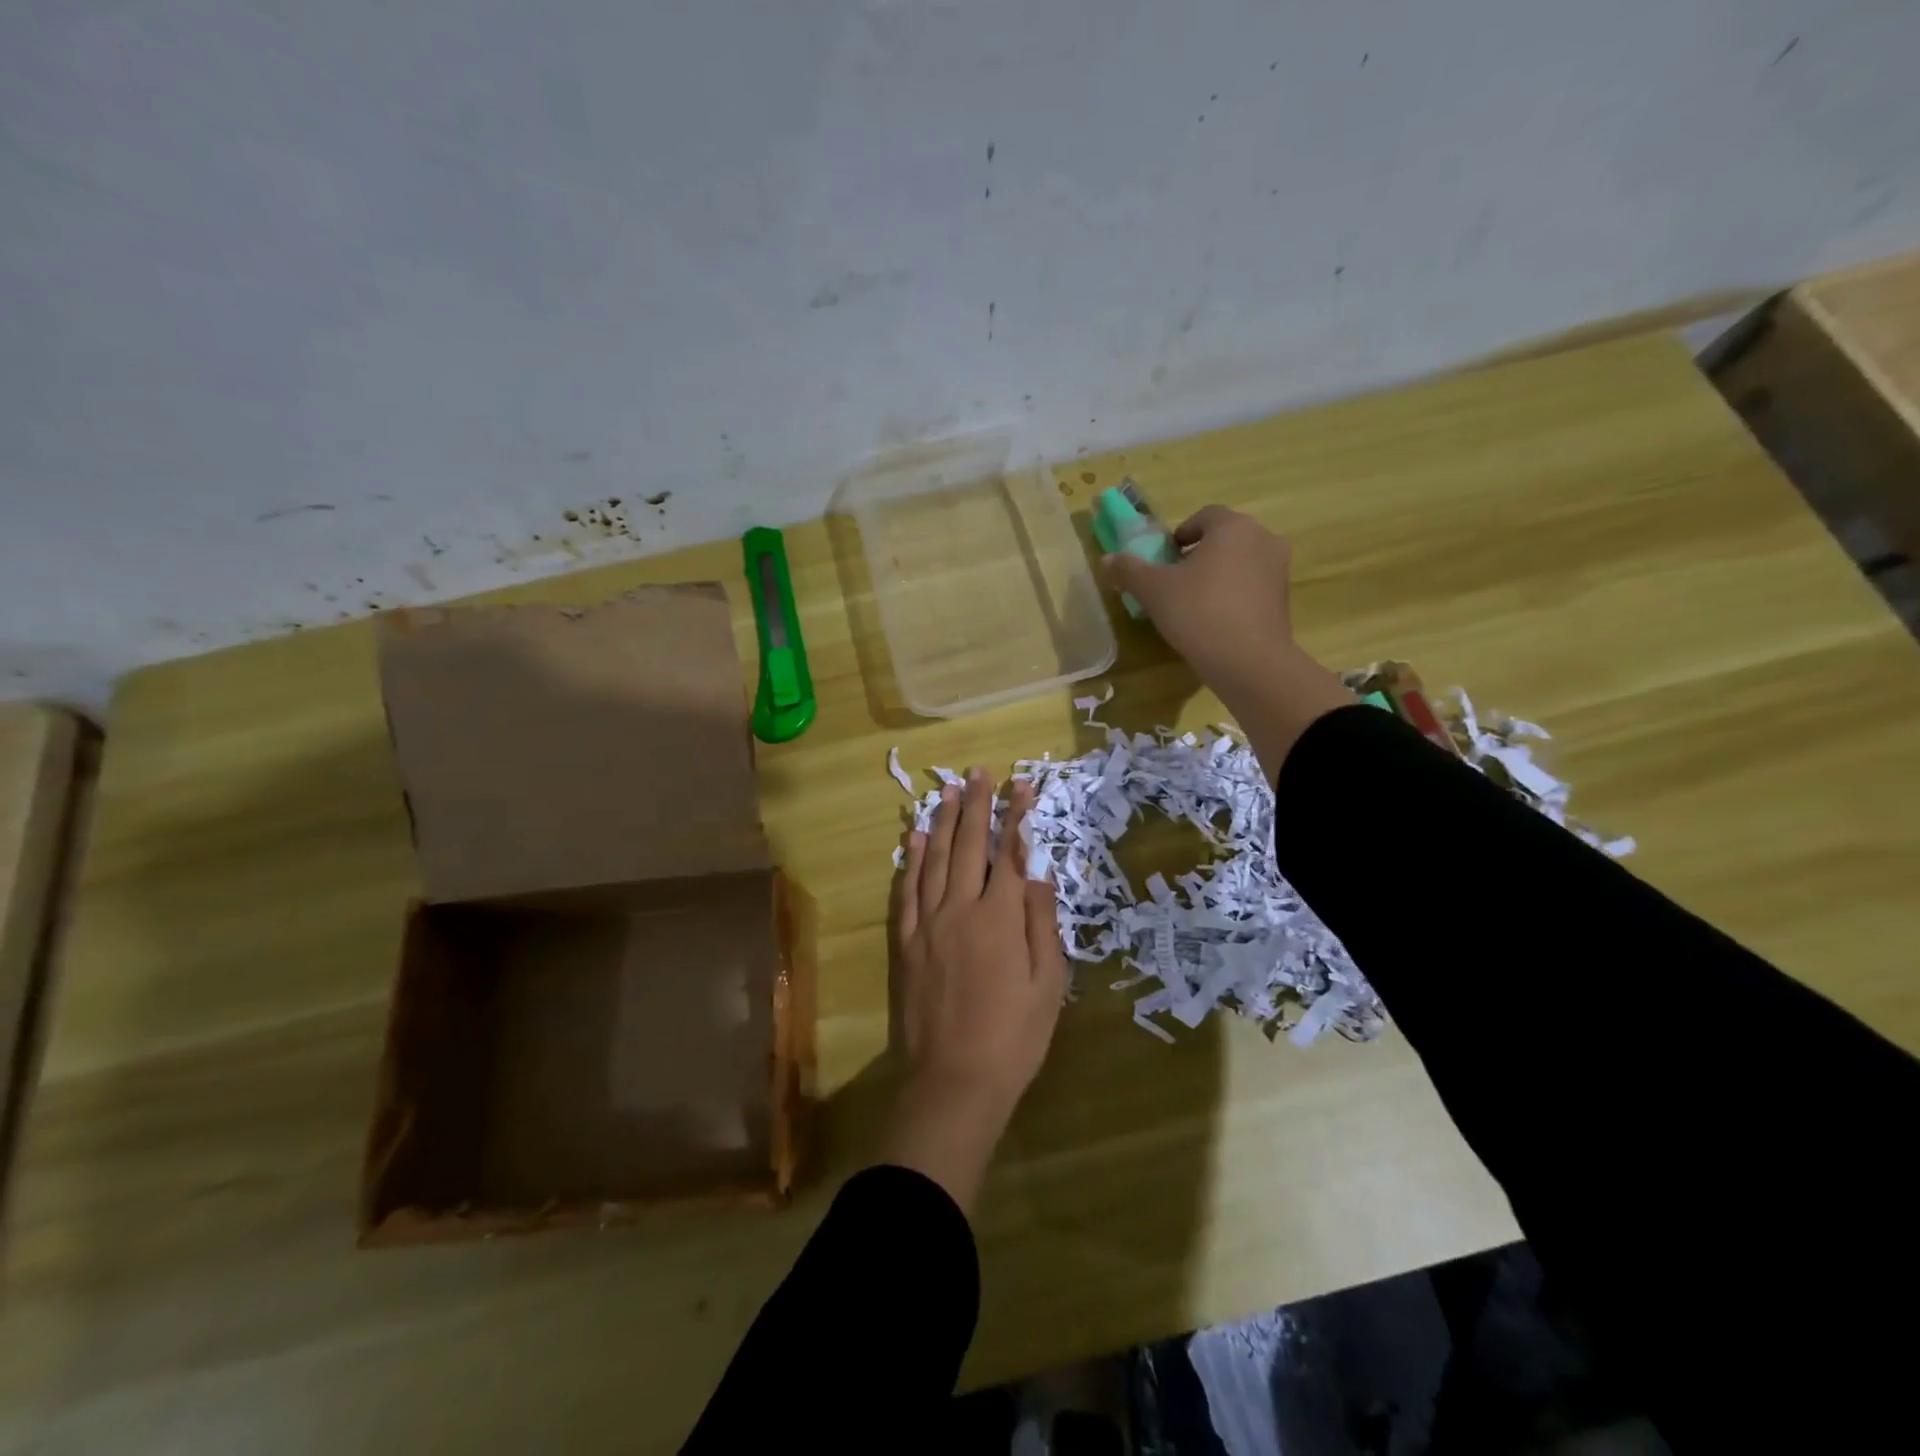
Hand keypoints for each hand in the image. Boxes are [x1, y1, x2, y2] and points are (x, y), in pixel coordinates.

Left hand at [881, 769, 1065, 1212]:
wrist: (954, 1079)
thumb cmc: (1014, 1037)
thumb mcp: (1048, 984)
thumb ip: (1042, 924)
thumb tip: (1038, 876)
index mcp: (1001, 918)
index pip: (1011, 854)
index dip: (1017, 817)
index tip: (1021, 786)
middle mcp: (961, 909)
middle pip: (969, 846)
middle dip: (976, 805)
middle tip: (978, 772)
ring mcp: (928, 924)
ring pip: (935, 860)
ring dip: (943, 822)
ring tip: (948, 791)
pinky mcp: (906, 943)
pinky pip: (907, 892)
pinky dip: (912, 862)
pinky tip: (916, 840)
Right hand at [1101, 505, 1351, 776]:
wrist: (1248, 661)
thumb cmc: (1198, 612)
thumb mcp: (1153, 590)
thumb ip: (1129, 570)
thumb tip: (1107, 560)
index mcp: (1233, 527)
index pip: (1205, 516)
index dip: (1181, 533)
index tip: (1165, 557)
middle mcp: (1263, 539)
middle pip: (1225, 539)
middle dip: (1200, 555)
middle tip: (1175, 581)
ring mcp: (1279, 570)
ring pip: (1241, 563)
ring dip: (1218, 575)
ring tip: (1194, 604)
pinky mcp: (1284, 600)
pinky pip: (1253, 588)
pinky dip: (1235, 596)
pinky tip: (1215, 621)